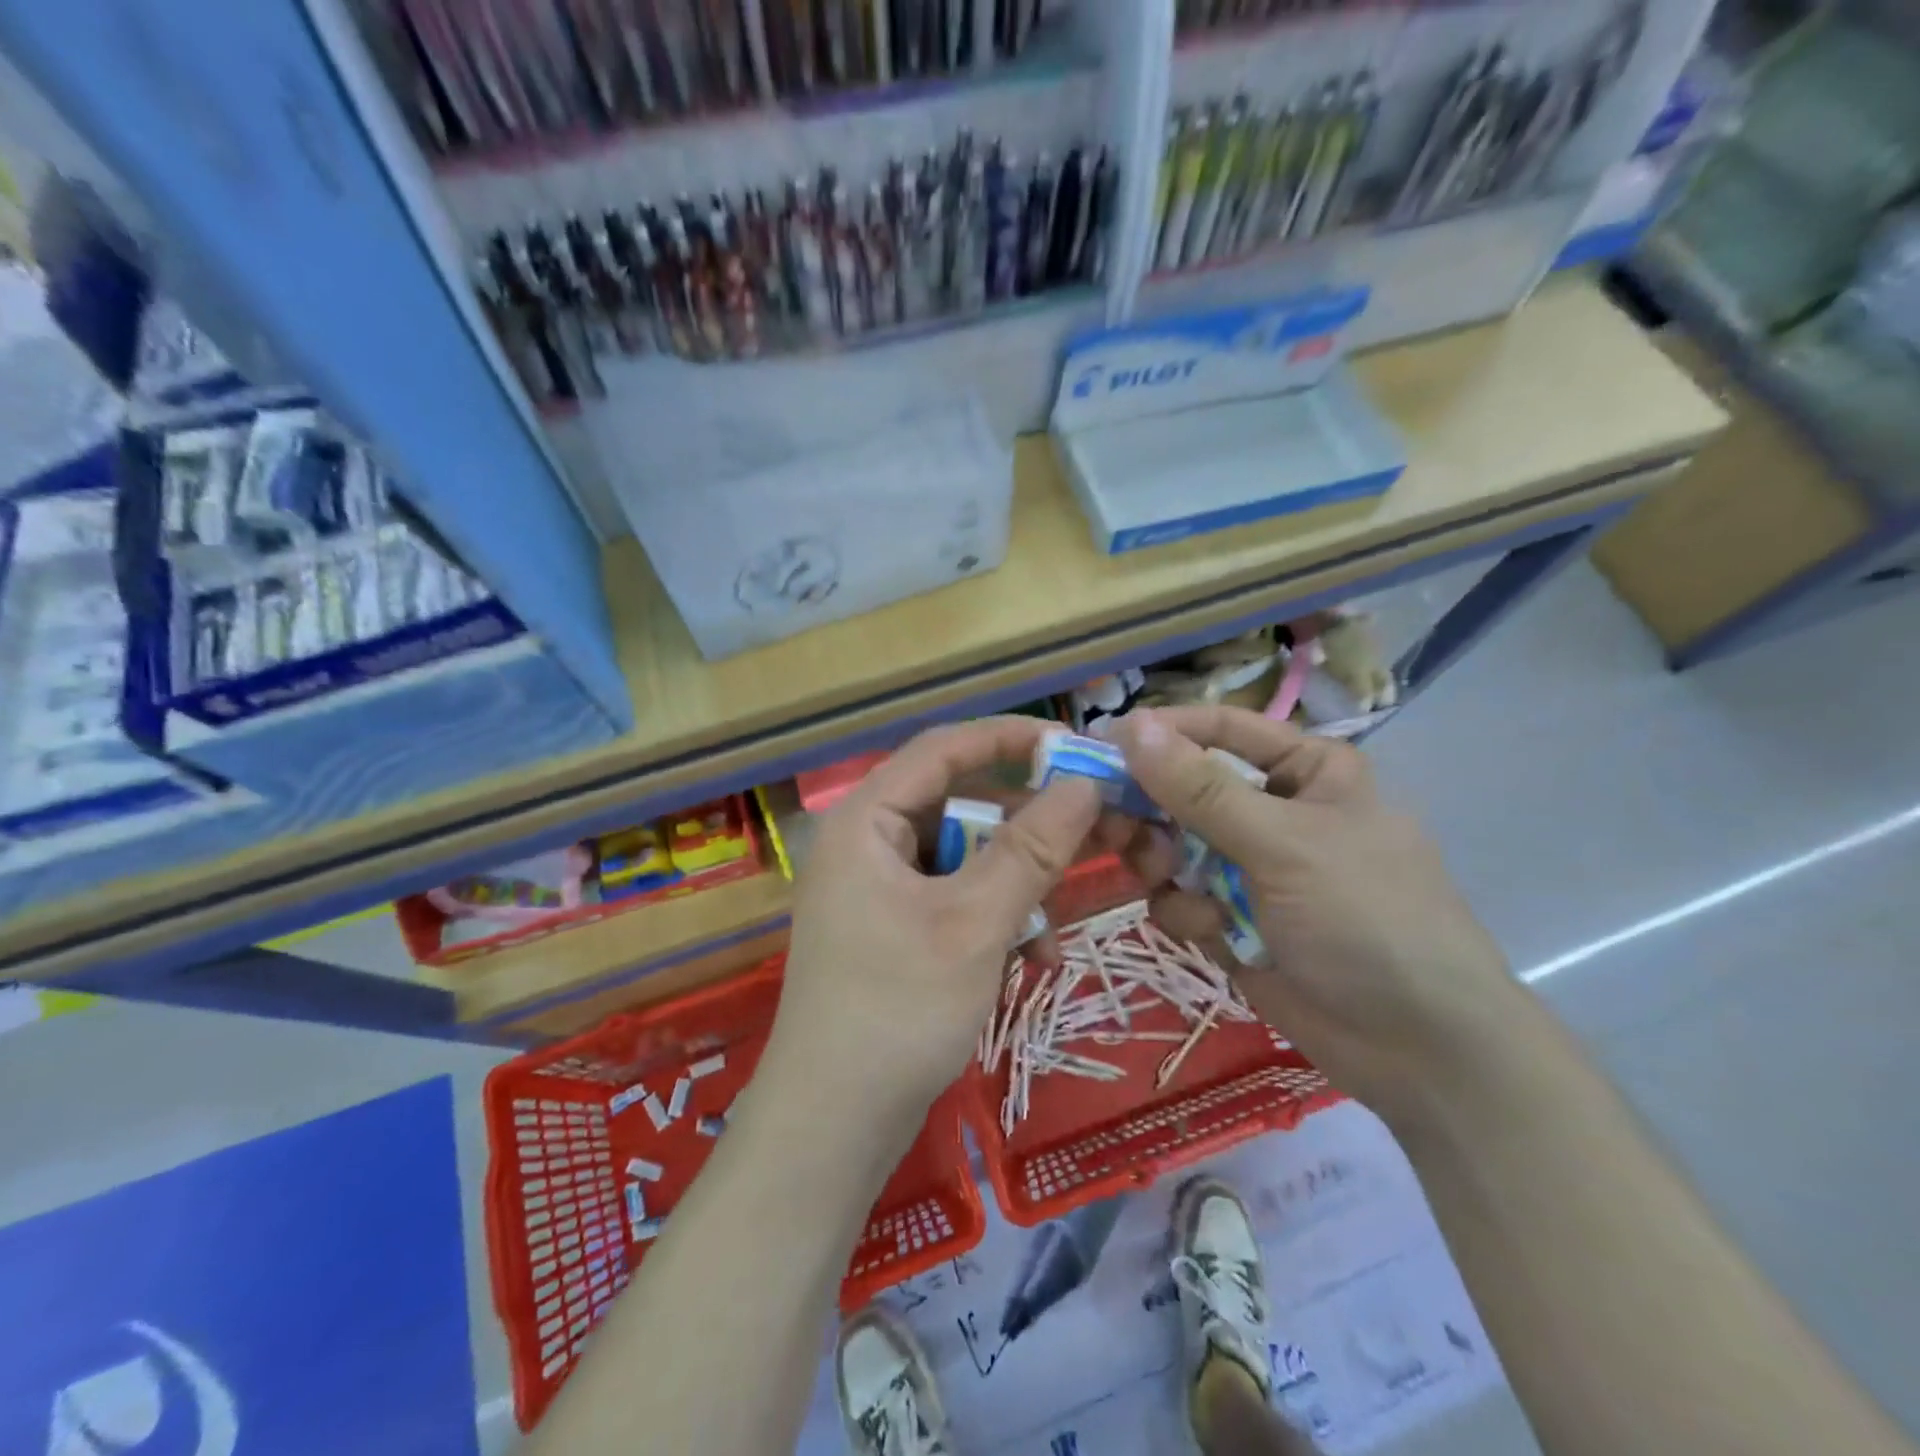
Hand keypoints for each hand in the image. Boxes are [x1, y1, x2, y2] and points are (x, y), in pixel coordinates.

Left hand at [768, 718, 1104, 1131]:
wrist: (832, 1128)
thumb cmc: (897, 1011)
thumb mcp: (974, 923)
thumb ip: (1031, 849)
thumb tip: (1085, 783)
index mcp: (866, 820)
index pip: (943, 748)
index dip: (1009, 738)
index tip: (1074, 746)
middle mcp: (868, 843)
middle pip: (959, 804)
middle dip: (1026, 826)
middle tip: (1096, 831)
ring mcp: (879, 889)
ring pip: (964, 857)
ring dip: (1016, 884)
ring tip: (1054, 927)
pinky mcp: (893, 929)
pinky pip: (954, 899)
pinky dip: (995, 917)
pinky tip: (1032, 958)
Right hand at [1111, 706, 1520, 1119]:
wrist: (1418, 1050)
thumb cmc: (1365, 918)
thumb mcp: (1283, 842)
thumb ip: (1200, 789)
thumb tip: (1129, 725)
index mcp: (1305, 771)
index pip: (1219, 730)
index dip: (1161, 732)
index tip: (1100, 744)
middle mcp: (1273, 811)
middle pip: (1185, 789)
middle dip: (1152, 810)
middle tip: (1115, 826)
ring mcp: (1251, 868)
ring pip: (1172, 846)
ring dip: (1165, 864)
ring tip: (1171, 882)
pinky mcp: (1232, 919)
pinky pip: (1180, 897)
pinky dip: (1186, 911)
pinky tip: (1213, 933)